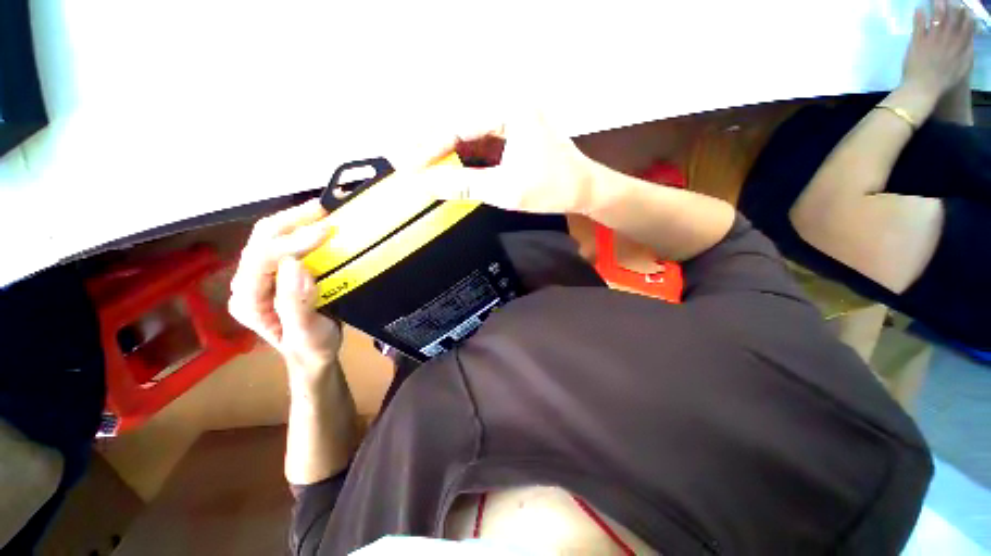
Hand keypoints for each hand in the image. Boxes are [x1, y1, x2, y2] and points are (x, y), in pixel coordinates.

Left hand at [228, 200, 341, 382]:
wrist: (313, 355)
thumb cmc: (311, 348)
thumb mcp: (306, 332)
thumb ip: (296, 303)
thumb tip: (294, 265)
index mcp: (248, 300)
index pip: (261, 260)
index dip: (291, 242)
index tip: (325, 231)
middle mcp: (248, 283)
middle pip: (260, 241)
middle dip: (289, 221)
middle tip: (321, 210)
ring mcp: (261, 276)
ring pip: (269, 237)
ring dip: (294, 220)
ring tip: (321, 211)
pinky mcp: (277, 272)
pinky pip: (284, 244)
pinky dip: (301, 229)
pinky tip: (316, 224)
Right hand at [411, 112, 599, 214]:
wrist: (585, 190)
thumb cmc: (552, 189)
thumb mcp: (506, 190)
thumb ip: (465, 186)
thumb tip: (429, 185)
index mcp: (510, 108)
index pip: (458, 125)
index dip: (429, 148)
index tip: (407, 165)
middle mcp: (509, 104)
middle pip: (460, 124)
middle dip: (433, 146)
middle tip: (407, 162)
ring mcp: (513, 117)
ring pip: (469, 132)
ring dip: (447, 151)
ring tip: (422, 166)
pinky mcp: (514, 132)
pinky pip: (482, 141)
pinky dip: (466, 156)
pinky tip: (450, 167)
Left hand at [902, 0, 974, 99]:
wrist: (922, 89)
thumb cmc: (942, 82)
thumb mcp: (961, 68)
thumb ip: (966, 54)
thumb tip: (971, 41)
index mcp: (958, 48)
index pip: (966, 28)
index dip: (967, 17)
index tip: (966, 9)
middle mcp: (946, 41)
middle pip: (951, 21)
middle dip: (952, 8)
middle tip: (951, 0)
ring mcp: (931, 41)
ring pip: (936, 20)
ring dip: (937, 8)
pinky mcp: (917, 44)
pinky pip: (918, 27)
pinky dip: (919, 17)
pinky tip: (918, 8)